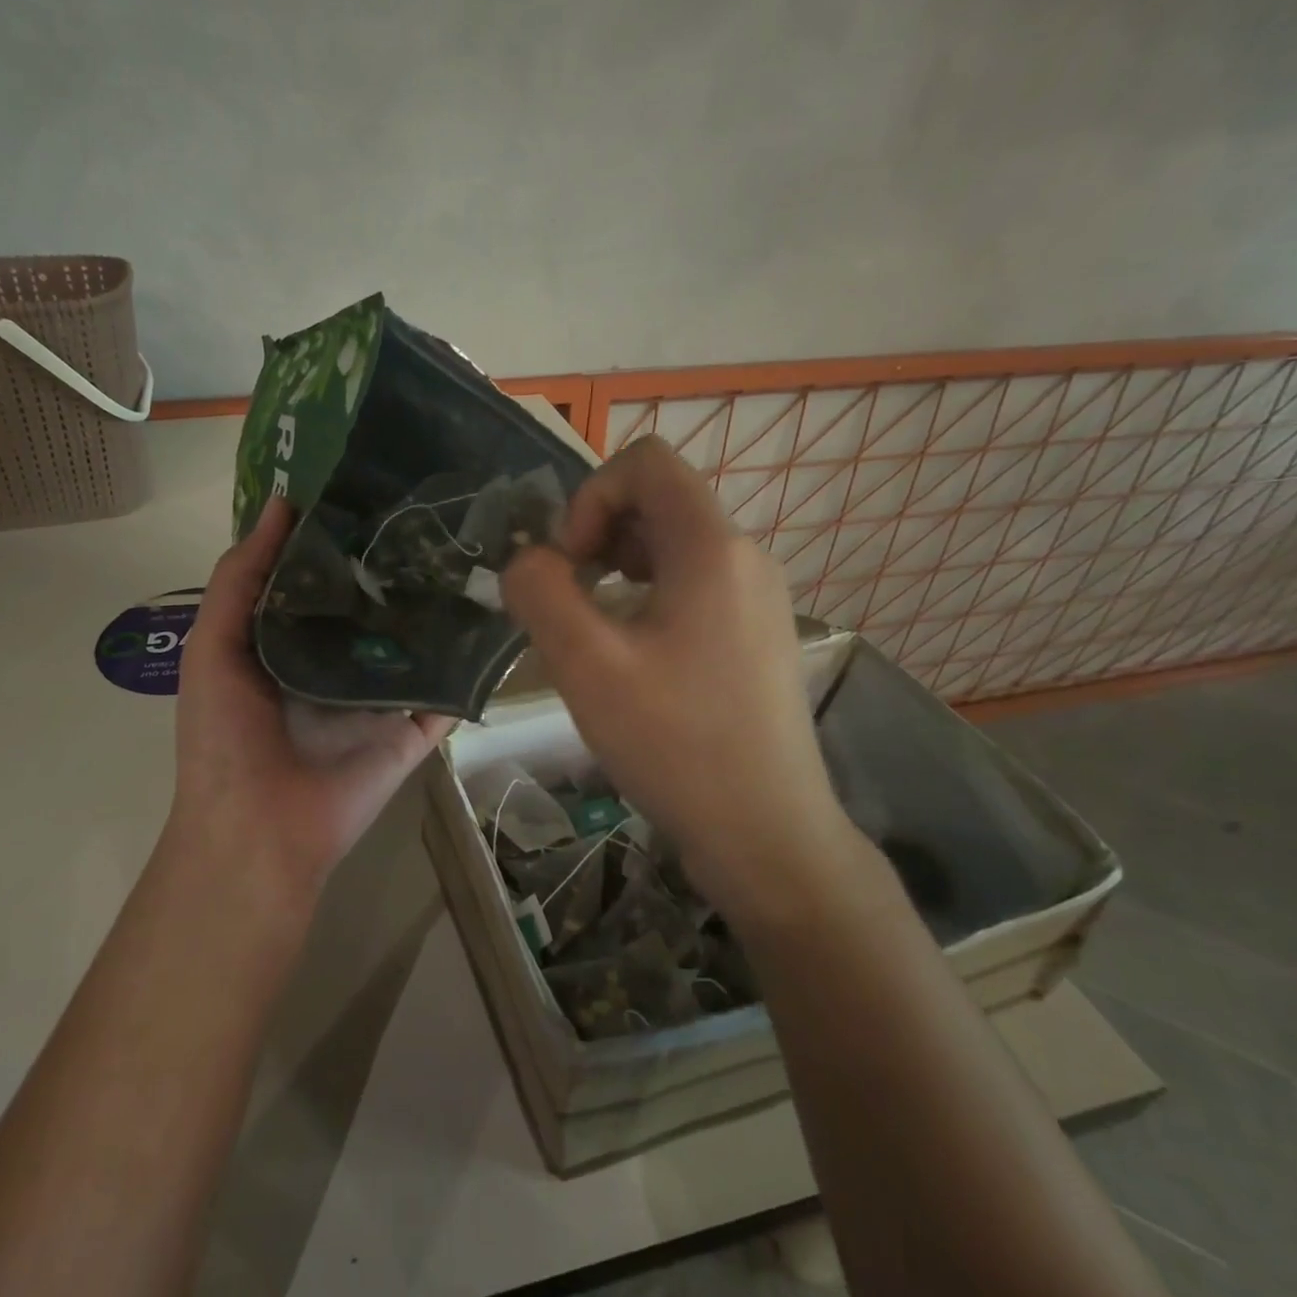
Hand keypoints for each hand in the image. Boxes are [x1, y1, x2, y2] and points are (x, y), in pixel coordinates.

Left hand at [167, 498, 455, 900]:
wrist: (258, 830)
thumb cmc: (224, 737)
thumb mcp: (213, 647)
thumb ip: (240, 578)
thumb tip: (280, 504)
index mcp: (290, 641)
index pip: (323, 578)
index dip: (341, 535)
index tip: (375, 486)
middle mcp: (339, 662)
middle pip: (375, 604)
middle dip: (397, 563)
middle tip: (438, 509)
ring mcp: (381, 696)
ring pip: (417, 642)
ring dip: (440, 606)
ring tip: (477, 548)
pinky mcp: (414, 729)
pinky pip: (447, 691)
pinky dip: (471, 664)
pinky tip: (499, 617)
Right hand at [501, 437, 854, 911]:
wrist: (768, 834)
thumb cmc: (676, 744)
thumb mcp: (586, 665)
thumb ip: (540, 592)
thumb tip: (529, 561)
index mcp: (711, 547)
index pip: (646, 462)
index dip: (591, 496)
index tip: (572, 563)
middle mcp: (745, 557)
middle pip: (660, 500)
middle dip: (600, 534)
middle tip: (573, 600)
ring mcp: (759, 597)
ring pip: (674, 545)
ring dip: (620, 567)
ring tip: (596, 630)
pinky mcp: (758, 635)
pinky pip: (694, 584)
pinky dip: (649, 596)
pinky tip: (632, 656)